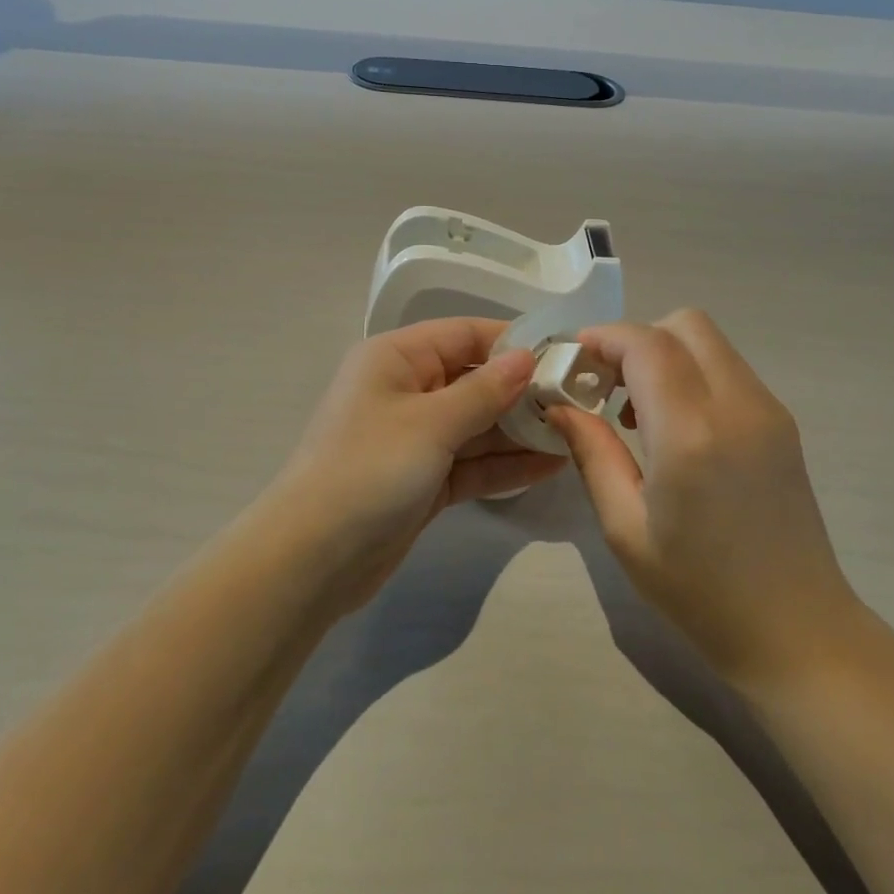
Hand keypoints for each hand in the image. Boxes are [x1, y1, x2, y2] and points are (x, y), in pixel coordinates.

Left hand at [272, 318, 565, 609]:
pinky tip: (550, 466)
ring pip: (477, 425)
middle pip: (474, 380)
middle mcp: (406, 390)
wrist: (313, 558)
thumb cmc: (369, 469)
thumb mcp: (430, 422)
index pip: (464, 334)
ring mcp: (416, 439)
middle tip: (580, 402)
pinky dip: (505, 465)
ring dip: (520, 431)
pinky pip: (472, 463)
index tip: (564, 355)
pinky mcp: (424, 480)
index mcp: (396, 358)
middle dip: (523, 392)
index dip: (512, 343)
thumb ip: (484, 390)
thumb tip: (526, 358)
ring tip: (575, 433)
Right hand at [547, 310, 862, 690]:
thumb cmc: (698, 590)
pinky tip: (675, 427)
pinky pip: (729, 370)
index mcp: (691, 434)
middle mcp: (737, 405)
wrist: (795, 628)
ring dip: (665, 355)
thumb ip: (592, 452)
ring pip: (710, 342)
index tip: (571, 359)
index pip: (646, 344)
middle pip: (685, 324)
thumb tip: (559, 403)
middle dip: (636, 339)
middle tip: (605, 384)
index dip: (603, 338)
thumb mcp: (625, 528)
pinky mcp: (782, 423)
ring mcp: (768, 410)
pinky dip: (693, 374)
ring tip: (636, 412)